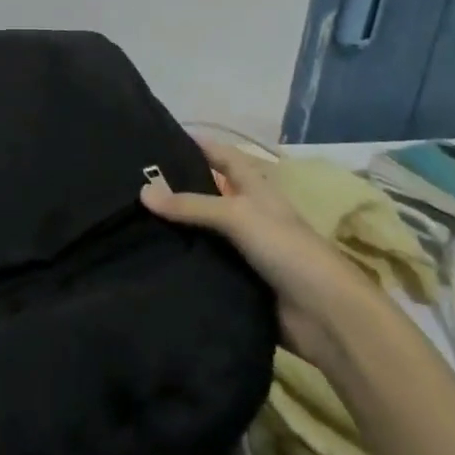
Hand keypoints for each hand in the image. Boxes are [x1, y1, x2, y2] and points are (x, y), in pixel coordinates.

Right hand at [141, 140, 374, 363]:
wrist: (324, 316)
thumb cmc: (287, 250)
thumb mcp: (238, 216)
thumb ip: (191, 205)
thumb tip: (143, 191)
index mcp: (256, 190)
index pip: (224, 157)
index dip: (199, 145)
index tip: (159, 137)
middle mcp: (249, 215)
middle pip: (208, 194)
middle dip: (176, 187)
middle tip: (132, 183)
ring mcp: (244, 251)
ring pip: (202, 232)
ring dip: (175, 228)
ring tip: (130, 219)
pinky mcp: (237, 282)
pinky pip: (203, 265)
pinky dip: (182, 261)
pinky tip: (150, 258)